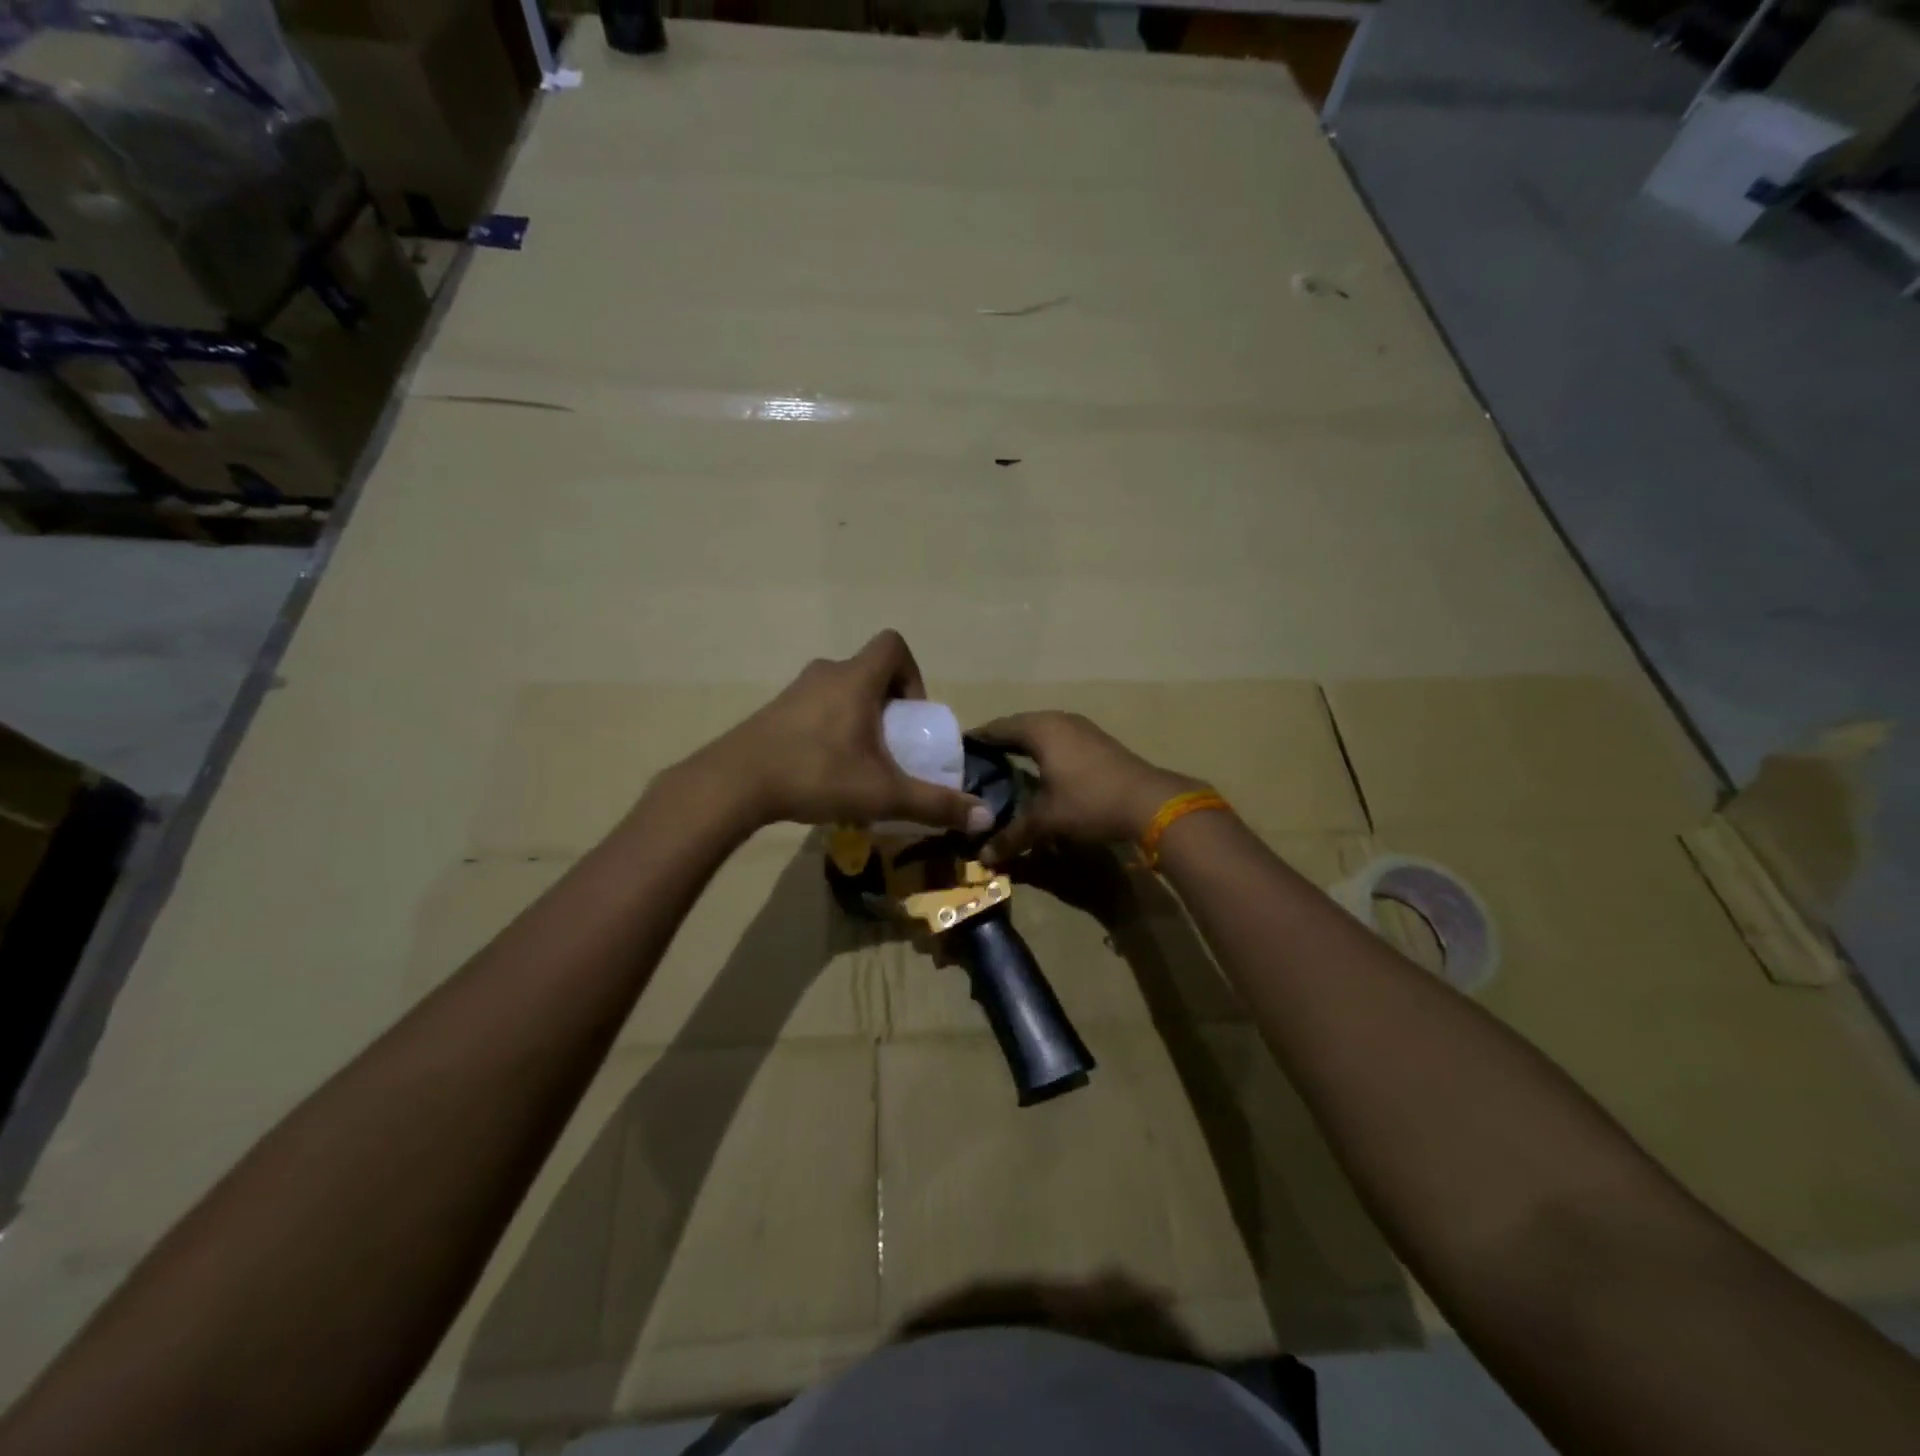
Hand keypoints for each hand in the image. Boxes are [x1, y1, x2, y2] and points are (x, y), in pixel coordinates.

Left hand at [692, 631, 991, 832]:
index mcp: (856, 679)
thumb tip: (984, 816)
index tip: (911, 716)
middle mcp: (826, 673)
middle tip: (891, 746)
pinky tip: (824, 770)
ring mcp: (794, 691)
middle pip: (869, 671)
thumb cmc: (816, 774)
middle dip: (888, 706)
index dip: (912, 674)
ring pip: (840, 691)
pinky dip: (829, 728)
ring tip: (859, 762)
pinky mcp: (772, 712)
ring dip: (858, 718)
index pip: (893, 645)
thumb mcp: (883, 793)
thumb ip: (934, 803)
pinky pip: (815, 708)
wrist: (734, 784)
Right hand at [970, 711, 1200, 864]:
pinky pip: (1059, 739)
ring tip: (1005, 766)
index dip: (977, 740)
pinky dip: (1044, 751)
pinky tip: (1041, 770)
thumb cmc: (1089, 802)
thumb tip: (984, 857)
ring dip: (1023, 745)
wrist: (1150, 802)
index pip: (997, 728)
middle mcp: (1059, 720)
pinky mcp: (1097, 741)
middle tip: (977, 763)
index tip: (958, 753)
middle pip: (1019, 726)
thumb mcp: (1046, 821)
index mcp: (1040, 729)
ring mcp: (1082, 728)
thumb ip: (1012, 836)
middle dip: (998, 742)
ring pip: (1042, 731)